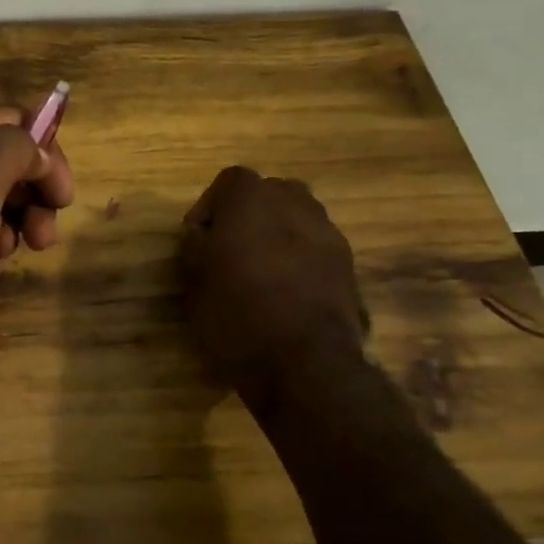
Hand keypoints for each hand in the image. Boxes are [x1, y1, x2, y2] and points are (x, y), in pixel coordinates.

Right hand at [178, 166, 367, 409]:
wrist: (305, 363)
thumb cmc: (236, 314)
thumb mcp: (194, 280)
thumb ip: (196, 246)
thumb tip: (201, 234)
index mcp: (252, 201)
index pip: (230, 180)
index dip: (210, 205)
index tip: (199, 237)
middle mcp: (295, 205)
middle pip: (270, 193)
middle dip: (249, 214)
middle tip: (230, 247)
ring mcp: (329, 234)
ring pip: (298, 218)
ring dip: (278, 234)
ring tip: (260, 269)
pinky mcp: (349, 266)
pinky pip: (316, 248)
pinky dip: (300, 258)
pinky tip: (285, 291)